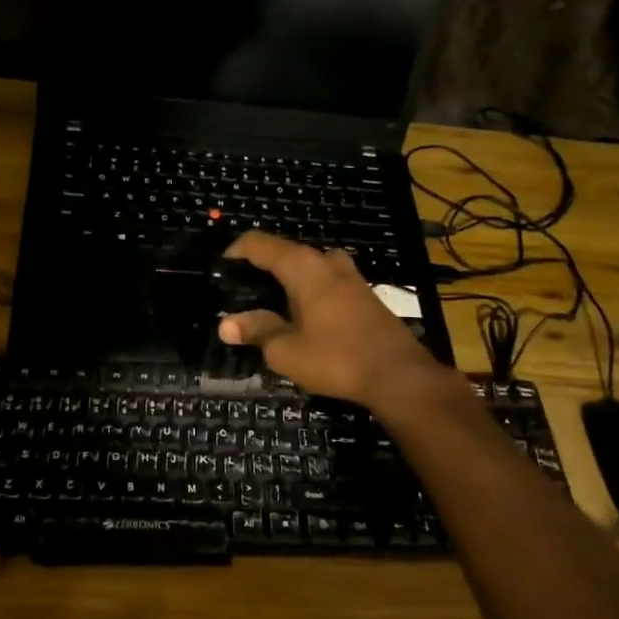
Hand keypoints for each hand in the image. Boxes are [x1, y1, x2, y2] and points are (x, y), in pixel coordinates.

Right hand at [217, 232, 444, 407]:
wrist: (398, 375)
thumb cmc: (336, 358)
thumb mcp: (286, 350)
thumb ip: (256, 331)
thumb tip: (226, 324)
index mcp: (302, 265)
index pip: (259, 243)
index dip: (235, 252)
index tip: (220, 270)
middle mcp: (326, 260)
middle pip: (283, 253)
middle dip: (259, 270)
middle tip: (239, 296)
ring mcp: (349, 274)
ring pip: (306, 267)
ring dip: (285, 282)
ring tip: (267, 307)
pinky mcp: (363, 292)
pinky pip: (324, 281)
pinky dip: (306, 291)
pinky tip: (299, 317)